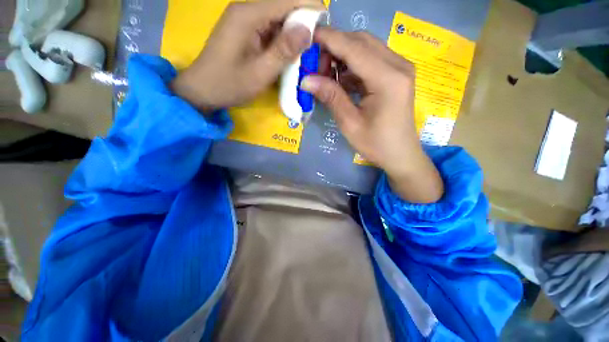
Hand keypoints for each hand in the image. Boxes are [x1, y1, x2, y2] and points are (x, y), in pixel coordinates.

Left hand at [171, 0, 324, 110]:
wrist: (203, 90)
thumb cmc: (229, 84)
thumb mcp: (260, 73)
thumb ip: (283, 51)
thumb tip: (308, 31)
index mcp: (249, 14)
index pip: (287, 0)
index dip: (310, 8)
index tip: (327, 25)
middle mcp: (247, 9)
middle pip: (284, 6)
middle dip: (303, 22)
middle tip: (316, 45)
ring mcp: (245, 19)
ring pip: (279, 18)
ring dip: (294, 32)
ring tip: (306, 51)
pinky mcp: (246, 30)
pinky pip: (271, 28)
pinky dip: (283, 40)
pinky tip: (289, 53)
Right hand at [301, 28, 442, 202]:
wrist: (401, 155)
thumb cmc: (376, 144)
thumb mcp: (350, 123)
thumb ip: (331, 97)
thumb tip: (306, 80)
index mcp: (388, 79)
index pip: (354, 48)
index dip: (329, 39)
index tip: (308, 37)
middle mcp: (398, 65)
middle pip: (361, 41)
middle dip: (335, 47)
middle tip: (315, 65)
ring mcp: (399, 68)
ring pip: (366, 48)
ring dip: (343, 56)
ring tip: (325, 74)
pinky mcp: (396, 75)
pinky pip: (371, 60)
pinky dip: (353, 66)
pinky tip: (341, 80)